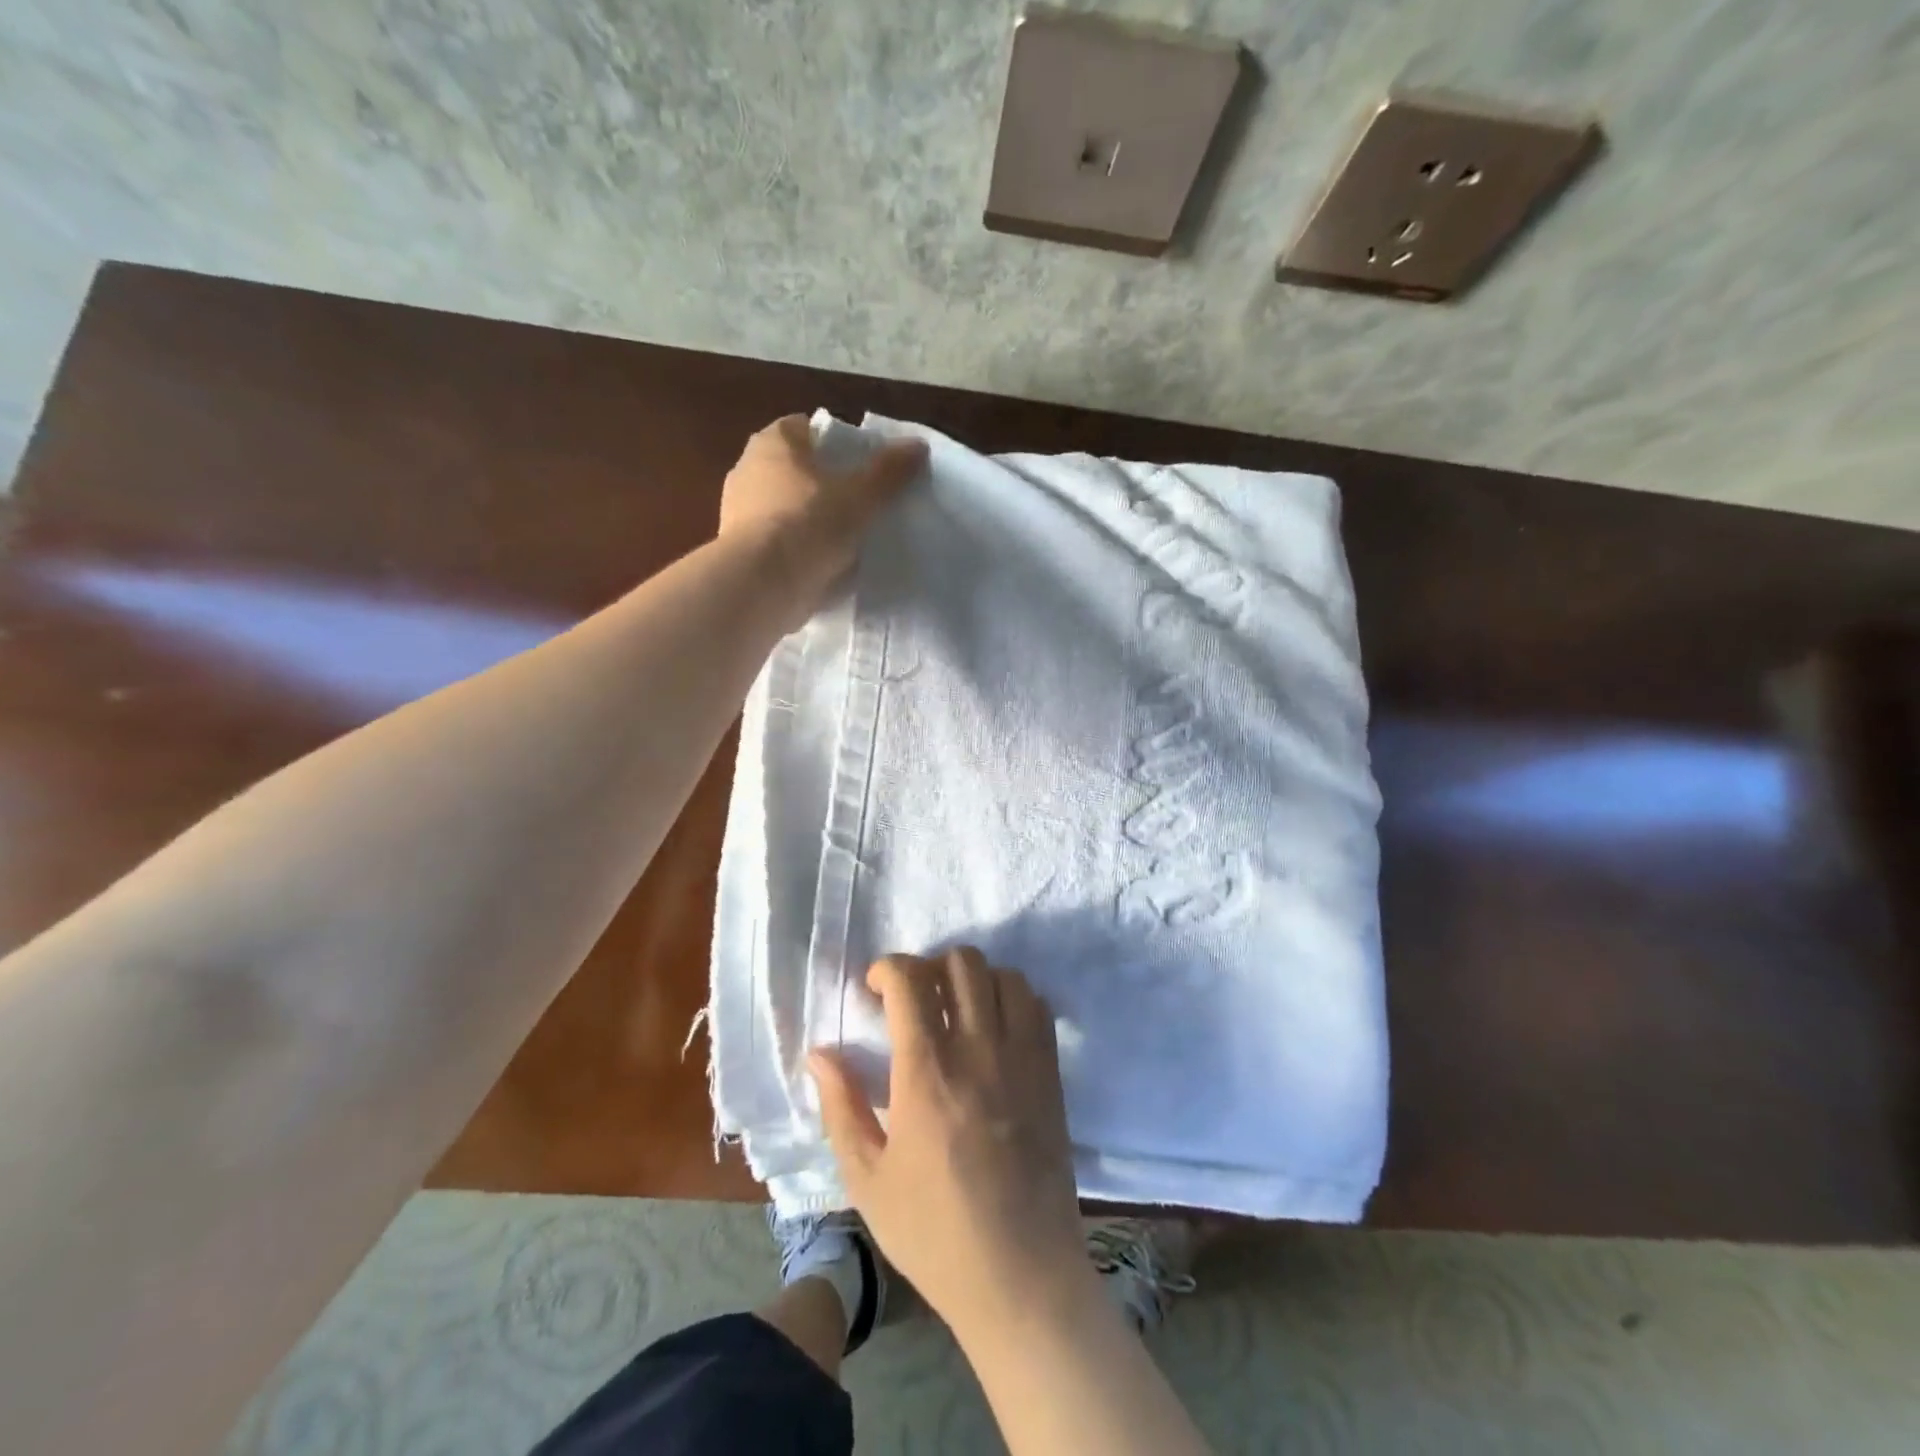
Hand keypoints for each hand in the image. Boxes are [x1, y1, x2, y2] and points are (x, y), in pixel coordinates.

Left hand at [719, 415, 926, 620]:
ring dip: (811, 521)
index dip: (835, 443)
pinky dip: (799, 551)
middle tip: (861, 503)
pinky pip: (779, 543)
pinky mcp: (742, 552)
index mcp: (773, 443)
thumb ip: (888, 471)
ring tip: (847, 540)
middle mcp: (748, 470)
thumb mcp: (859, 496)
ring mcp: (739, 513)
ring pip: (786, 509)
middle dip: (825, 484)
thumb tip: (918, 446)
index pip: (805, 428)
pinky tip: (824, 567)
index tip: (861, 466)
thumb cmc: (807, 524)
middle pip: (796, 470)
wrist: (760, 586)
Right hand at [809, 948, 1091, 1337]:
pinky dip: (1013, 998)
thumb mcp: (867, 1178)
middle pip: (960, 962)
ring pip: (1002, 975)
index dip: (887, 968)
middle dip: (929, 966)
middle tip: (914, 999)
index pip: (909, 980)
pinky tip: (996, 1028)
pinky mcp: (1051, 1072)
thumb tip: (819, 1052)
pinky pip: (1036, 1005)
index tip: (875, 989)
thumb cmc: (934, 1231)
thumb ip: (841, 1106)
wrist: (1021, 1274)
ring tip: (957, 1009)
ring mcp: (1022, 1057)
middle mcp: (977, 1049)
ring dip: (973, 978)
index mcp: (926, 1072)